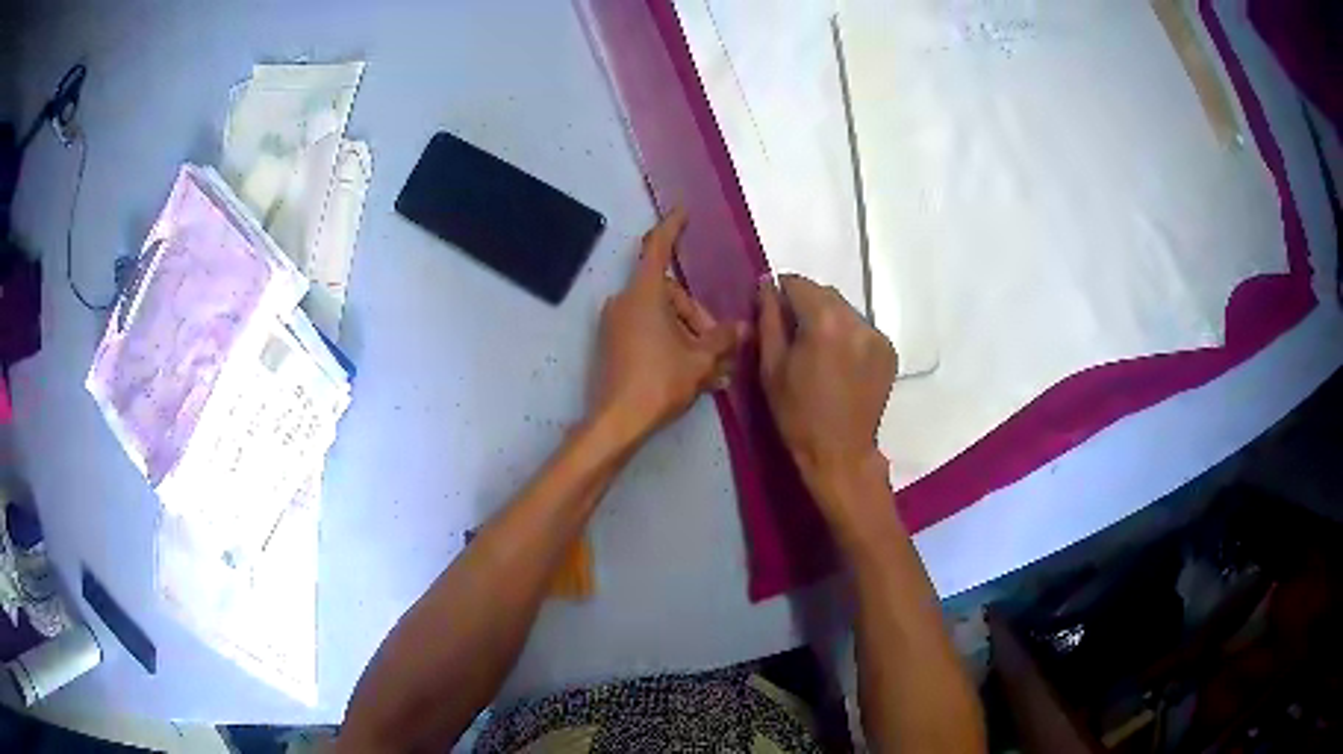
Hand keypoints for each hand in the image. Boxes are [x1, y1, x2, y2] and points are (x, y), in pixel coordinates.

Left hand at [592, 209, 743, 442]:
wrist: (616, 423)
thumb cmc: (658, 382)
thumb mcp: (699, 360)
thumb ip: (722, 339)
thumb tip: (743, 327)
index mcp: (643, 294)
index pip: (658, 247)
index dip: (672, 226)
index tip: (683, 211)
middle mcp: (625, 302)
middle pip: (670, 294)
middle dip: (698, 317)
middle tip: (721, 348)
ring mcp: (616, 324)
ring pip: (663, 318)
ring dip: (691, 337)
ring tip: (716, 371)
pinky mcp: (614, 345)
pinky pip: (650, 333)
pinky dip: (674, 346)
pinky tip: (698, 376)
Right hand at [757, 274, 896, 489]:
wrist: (840, 453)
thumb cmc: (797, 414)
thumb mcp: (772, 367)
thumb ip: (769, 319)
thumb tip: (766, 285)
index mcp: (825, 322)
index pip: (799, 283)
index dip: (781, 291)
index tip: (773, 309)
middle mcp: (857, 321)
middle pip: (825, 293)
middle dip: (806, 303)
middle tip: (793, 332)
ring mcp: (877, 335)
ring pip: (845, 309)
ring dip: (828, 318)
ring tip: (818, 348)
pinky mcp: (889, 351)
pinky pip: (862, 328)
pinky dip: (847, 334)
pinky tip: (839, 360)